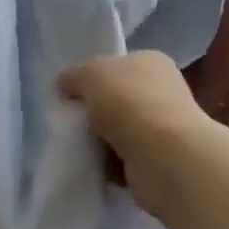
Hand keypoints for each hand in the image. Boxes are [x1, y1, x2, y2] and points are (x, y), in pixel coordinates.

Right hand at [59, 52, 207, 215]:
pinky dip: (109, 165)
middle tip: (72, 121)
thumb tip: (64, 86)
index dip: (93, 77)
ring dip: (100, 141)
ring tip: (79, 146)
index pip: (118, 64)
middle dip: (95, 112)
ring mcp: (164, 128)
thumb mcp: (89, 75)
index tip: (72, 93)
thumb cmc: (128, 102)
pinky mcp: (160, 161)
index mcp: (151, 61)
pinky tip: (95, 166)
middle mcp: (163, 91)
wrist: (162, 156)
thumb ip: (73, 76)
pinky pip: (124, 160)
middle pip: (117, 99)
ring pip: (120, 131)